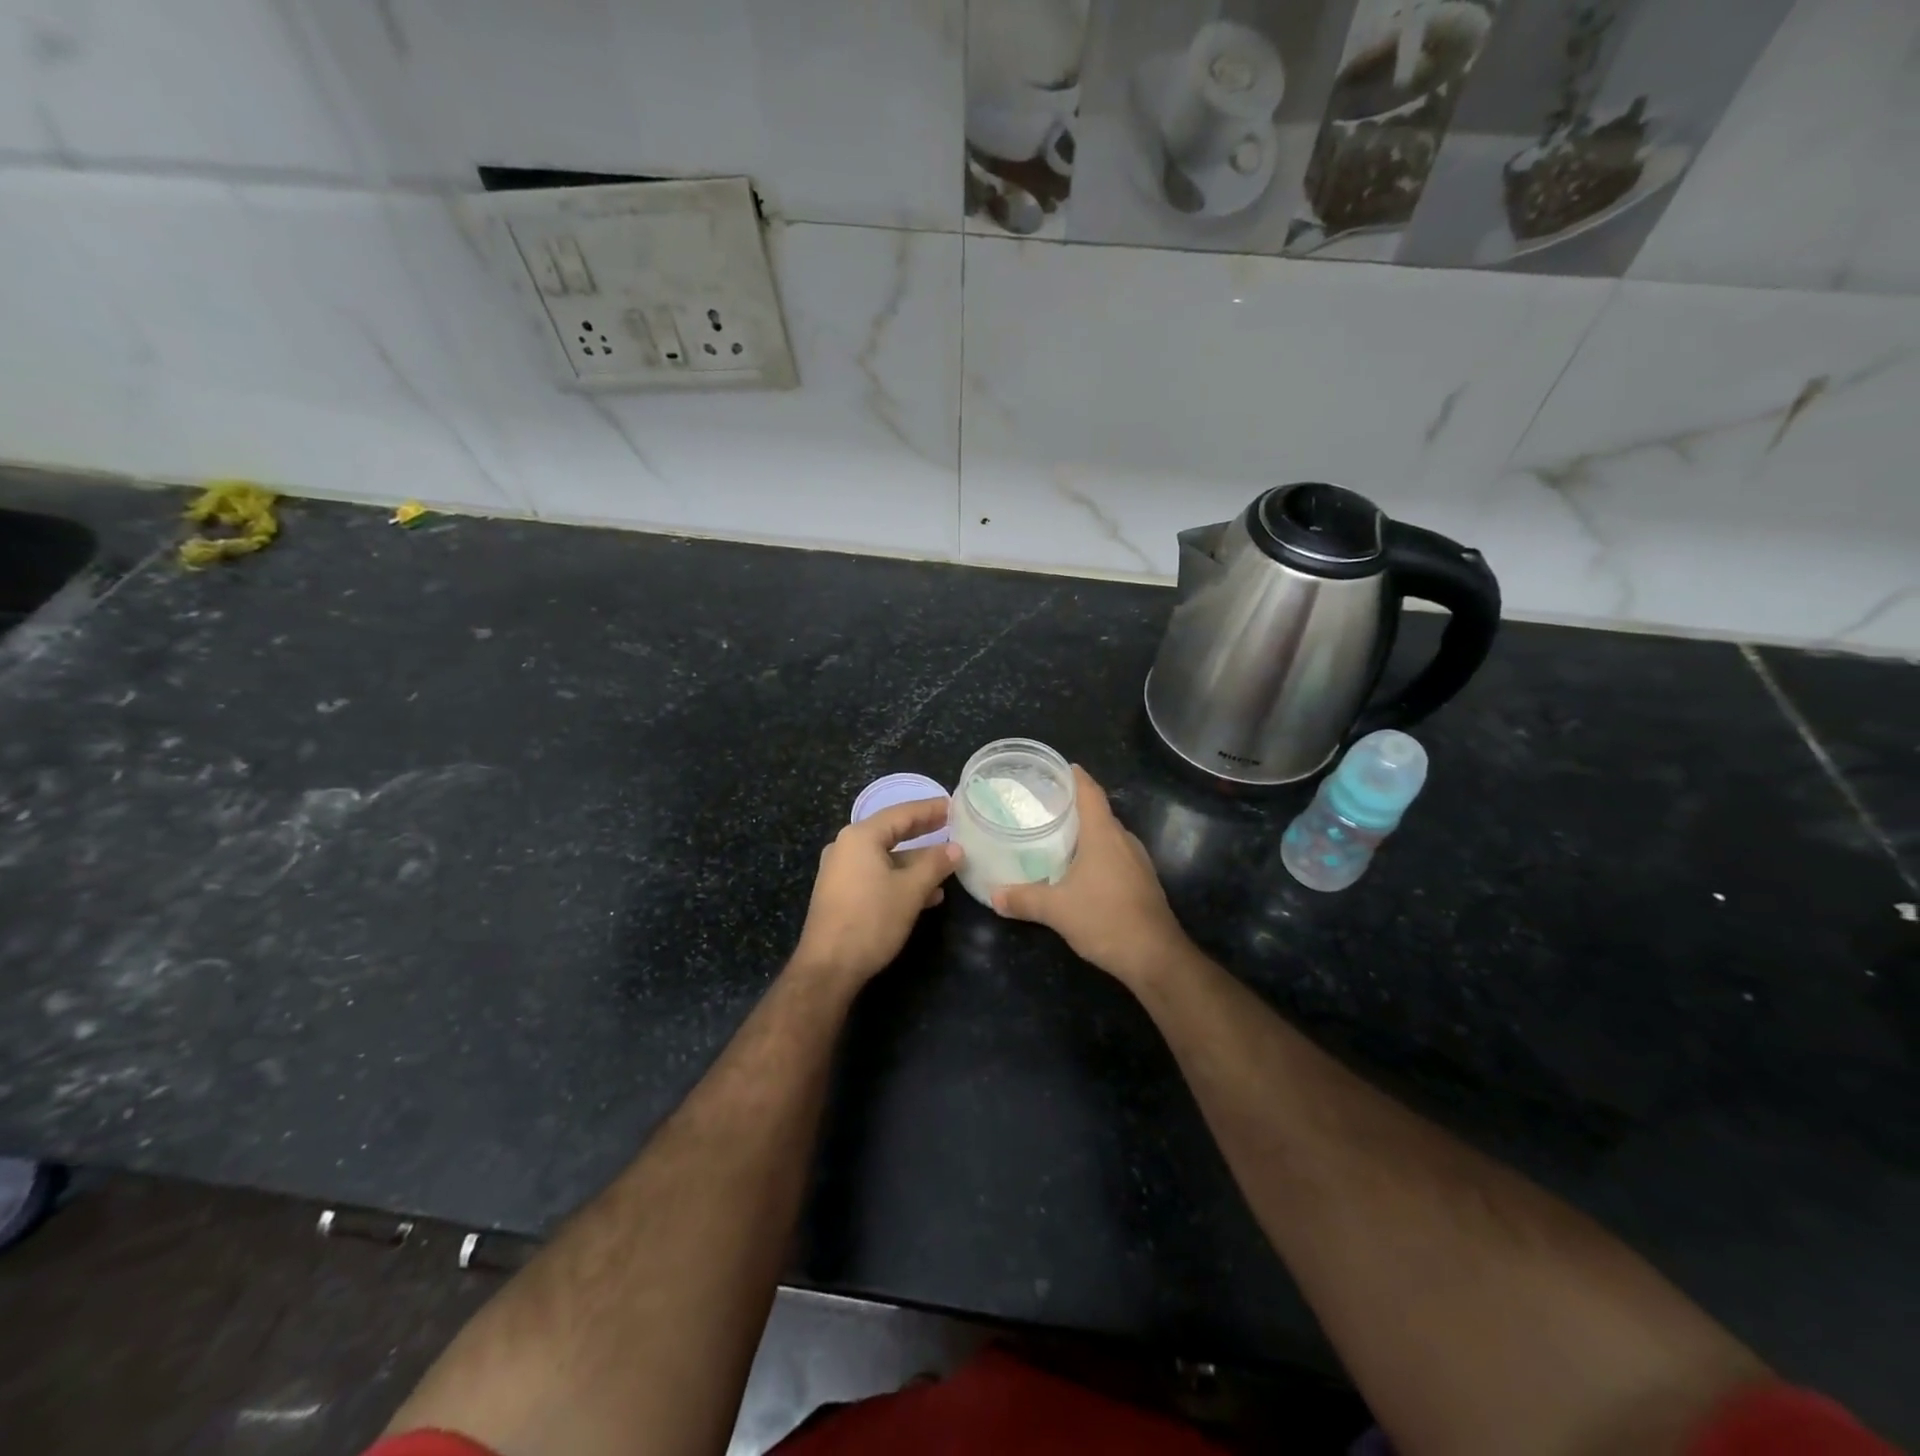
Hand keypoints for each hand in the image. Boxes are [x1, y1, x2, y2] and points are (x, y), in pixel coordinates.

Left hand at [791, 798, 960, 989]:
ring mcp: (841, 871)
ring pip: (886, 857)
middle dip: (924, 833)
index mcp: (860, 837)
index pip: (902, 813)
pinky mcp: (841, 893)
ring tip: (947, 866)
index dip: (930, 810)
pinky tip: (927, 894)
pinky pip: (876, 875)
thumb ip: (935, 865)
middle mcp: (846, 847)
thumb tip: (956, 849)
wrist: (828, 967)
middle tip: (952, 827)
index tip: (954, 806)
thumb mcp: (910, 890)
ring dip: (916, 862)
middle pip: (892, 832)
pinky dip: (900, 879)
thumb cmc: (871, 920)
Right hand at [992, 767, 1191, 986]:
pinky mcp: (1142, 882)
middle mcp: (1124, 840)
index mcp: (1104, 834)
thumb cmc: (1105, 919)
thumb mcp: (1056, 910)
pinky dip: (1095, 854)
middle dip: (1073, 806)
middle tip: (1042, 806)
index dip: (1074, 776)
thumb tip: (994, 895)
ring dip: (1085, 833)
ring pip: (1107, 836)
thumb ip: (1023, 899)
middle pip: (1098, 812)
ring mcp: (1137, 861)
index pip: (1090, 792)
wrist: (1155, 957)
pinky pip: (1115, 856)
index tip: (1056, 768)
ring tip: (1055, 835)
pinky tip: (1078, 869)